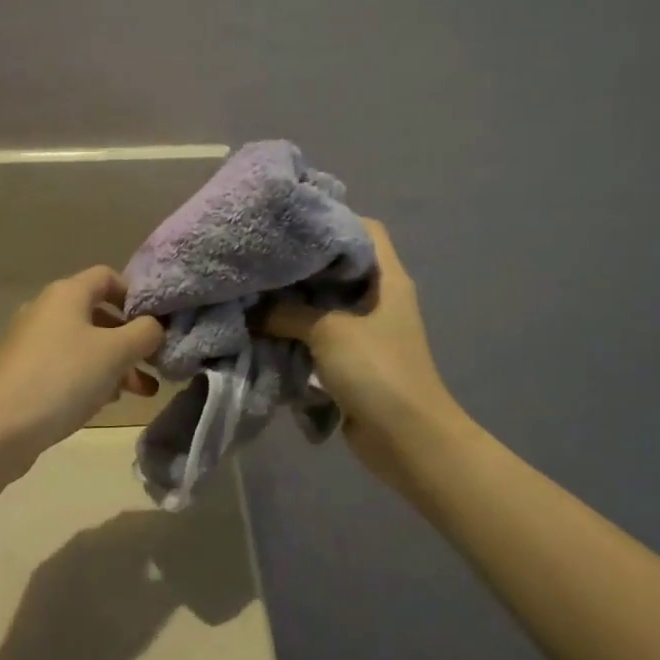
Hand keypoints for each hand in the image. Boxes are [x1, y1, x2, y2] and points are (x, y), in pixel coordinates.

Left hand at [0, 267, 164, 466]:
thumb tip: (155, 326)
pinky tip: (108, 402)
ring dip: (117, 363)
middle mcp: (46, 309)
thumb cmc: (63, 379)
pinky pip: (67, 365)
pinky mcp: (25, 372)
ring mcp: (32, 342)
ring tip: (142, 391)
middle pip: (99, 314)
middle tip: (154, 362)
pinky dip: (92, 376)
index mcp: (66, 293)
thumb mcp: (116, 353)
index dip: (136, 295)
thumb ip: (145, 333)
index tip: (156, 322)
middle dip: (131, 339)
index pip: (108, 276)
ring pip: (86, 344)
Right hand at [260, 220, 458, 455]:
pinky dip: (296, 333)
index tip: (291, 223)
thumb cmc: (377, 371)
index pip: (364, 230)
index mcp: (387, 278)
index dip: (332, 219)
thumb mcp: (329, 332)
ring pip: (324, 304)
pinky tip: (264, 328)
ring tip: (254, 290)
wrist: (406, 439)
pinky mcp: (352, 360)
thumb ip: (287, 313)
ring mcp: (366, 331)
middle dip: (301, 264)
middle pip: (337, 267)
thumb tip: (252, 308)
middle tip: (260, 257)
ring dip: (293, 303)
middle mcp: (378, 298)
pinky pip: (320, 337)